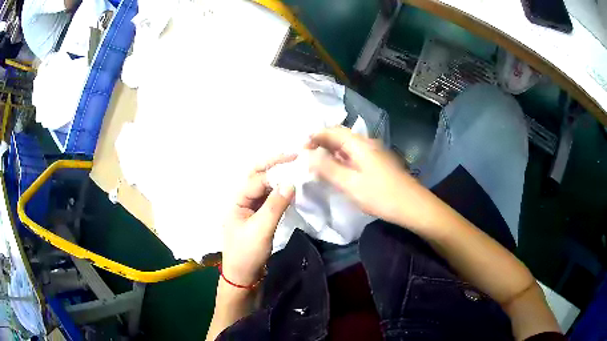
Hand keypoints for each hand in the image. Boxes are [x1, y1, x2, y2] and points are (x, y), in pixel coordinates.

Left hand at [221, 154, 295, 286]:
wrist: (243, 276)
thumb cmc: (247, 254)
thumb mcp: (261, 230)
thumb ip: (275, 205)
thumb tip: (291, 182)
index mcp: (236, 200)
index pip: (257, 180)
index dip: (276, 170)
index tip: (297, 163)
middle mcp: (242, 199)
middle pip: (257, 176)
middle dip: (273, 164)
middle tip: (294, 155)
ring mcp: (250, 207)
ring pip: (264, 186)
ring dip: (278, 176)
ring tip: (296, 168)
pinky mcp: (258, 216)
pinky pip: (269, 198)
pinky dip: (279, 191)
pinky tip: (291, 189)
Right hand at [307, 126, 418, 224]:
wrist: (413, 206)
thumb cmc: (381, 195)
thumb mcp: (350, 184)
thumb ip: (327, 168)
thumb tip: (307, 154)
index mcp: (359, 144)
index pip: (331, 131)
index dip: (314, 136)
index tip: (300, 149)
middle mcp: (367, 143)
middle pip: (340, 136)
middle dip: (321, 143)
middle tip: (306, 157)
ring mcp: (374, 152)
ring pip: (347, 146)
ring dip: (331, 151)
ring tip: (317, 164)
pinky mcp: (378, 162)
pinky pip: (355, 155)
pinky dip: (342, 159)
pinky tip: (338, 171)